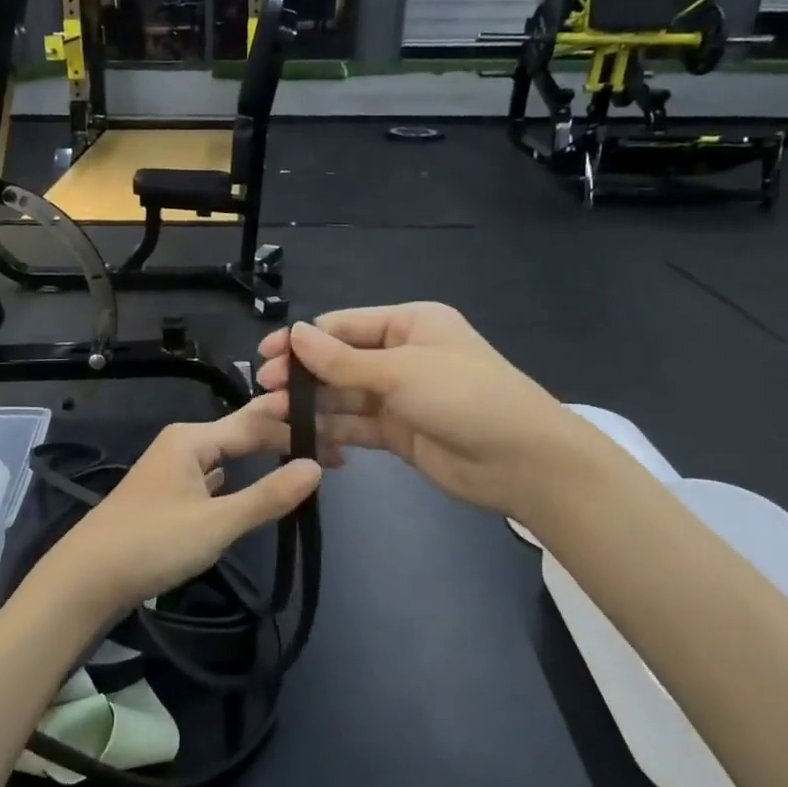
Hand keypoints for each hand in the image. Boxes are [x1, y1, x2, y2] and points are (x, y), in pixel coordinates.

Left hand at [29, 402, 321, 620]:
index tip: (337, 438)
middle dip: (283, 442)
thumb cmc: (153, 543)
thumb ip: (268, 496)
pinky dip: (238, 478)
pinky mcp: (167, 494)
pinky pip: (213, 475)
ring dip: (262, 459)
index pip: (256, 423)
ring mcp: (172, 468)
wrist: (87, 578)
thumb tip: (316, 467)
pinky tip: (251, 484)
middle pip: (242, 434)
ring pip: (227, 455)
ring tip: (301, 463)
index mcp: (192, 438)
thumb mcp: (217, 523)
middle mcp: (182, 443)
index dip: (296, 429)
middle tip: (332, 454)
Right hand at [256, 304, 566, 515]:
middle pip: (339, 362)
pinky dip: (331, 431)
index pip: (343, 326)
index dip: (303, 340)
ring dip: (312, 405)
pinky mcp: (398, 432)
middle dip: (304, 375)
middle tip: (266, 390)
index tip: (265, 356)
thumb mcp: (401, 371)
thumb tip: (294, 334)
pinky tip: (303, 438)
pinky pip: (355, 426)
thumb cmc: (464, 397)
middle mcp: (401, 355)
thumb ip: (343, 360)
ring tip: (275, 416)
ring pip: (344, 397)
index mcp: (409, 324)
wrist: (522, 462)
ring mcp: (399, 396)